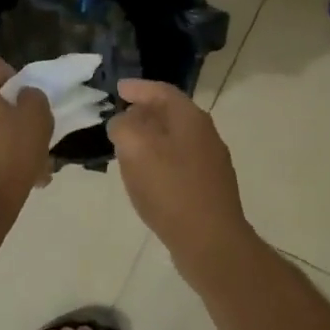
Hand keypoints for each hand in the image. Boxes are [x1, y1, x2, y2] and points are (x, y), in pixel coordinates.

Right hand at [107, 79, 255, 270]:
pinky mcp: (209, 188)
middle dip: (145, 112)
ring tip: (128, 146)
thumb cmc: (171, 189)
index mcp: (191, 119)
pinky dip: (160, 159)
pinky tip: (146, 176)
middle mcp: (206, 134)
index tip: (118, 89)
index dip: (138, 88)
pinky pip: (179, 162)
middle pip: (172, 113)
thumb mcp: (136, 149)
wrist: (211, 241)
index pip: (162, 91)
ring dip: (151, 137)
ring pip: (176, 139)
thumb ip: (124, 127)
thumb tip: (122, 122)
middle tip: (120, 116)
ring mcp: (211, 162)